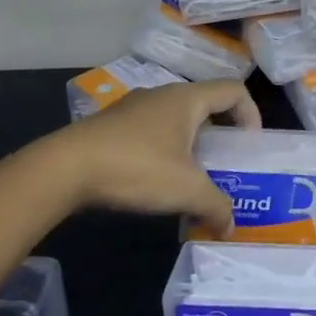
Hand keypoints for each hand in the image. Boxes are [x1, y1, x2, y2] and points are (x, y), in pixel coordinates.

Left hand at [49, 80, 257, 234]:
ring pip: (176, 119)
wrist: (65, 168)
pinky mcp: (112, 125)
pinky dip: (164, 151)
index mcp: (187, 99)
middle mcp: (164, 95)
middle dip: (220, 134)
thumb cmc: (137, 167)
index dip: (250, 113)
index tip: (249, 146)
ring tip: (190, 180)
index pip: (233, 90)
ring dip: (190, 145)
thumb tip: (231, 225)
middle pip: (205, 105)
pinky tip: (154, 183)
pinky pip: (151, 131)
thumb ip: (215, 205)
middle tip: (224, 166)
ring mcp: (135, 107)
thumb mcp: (185, 190)